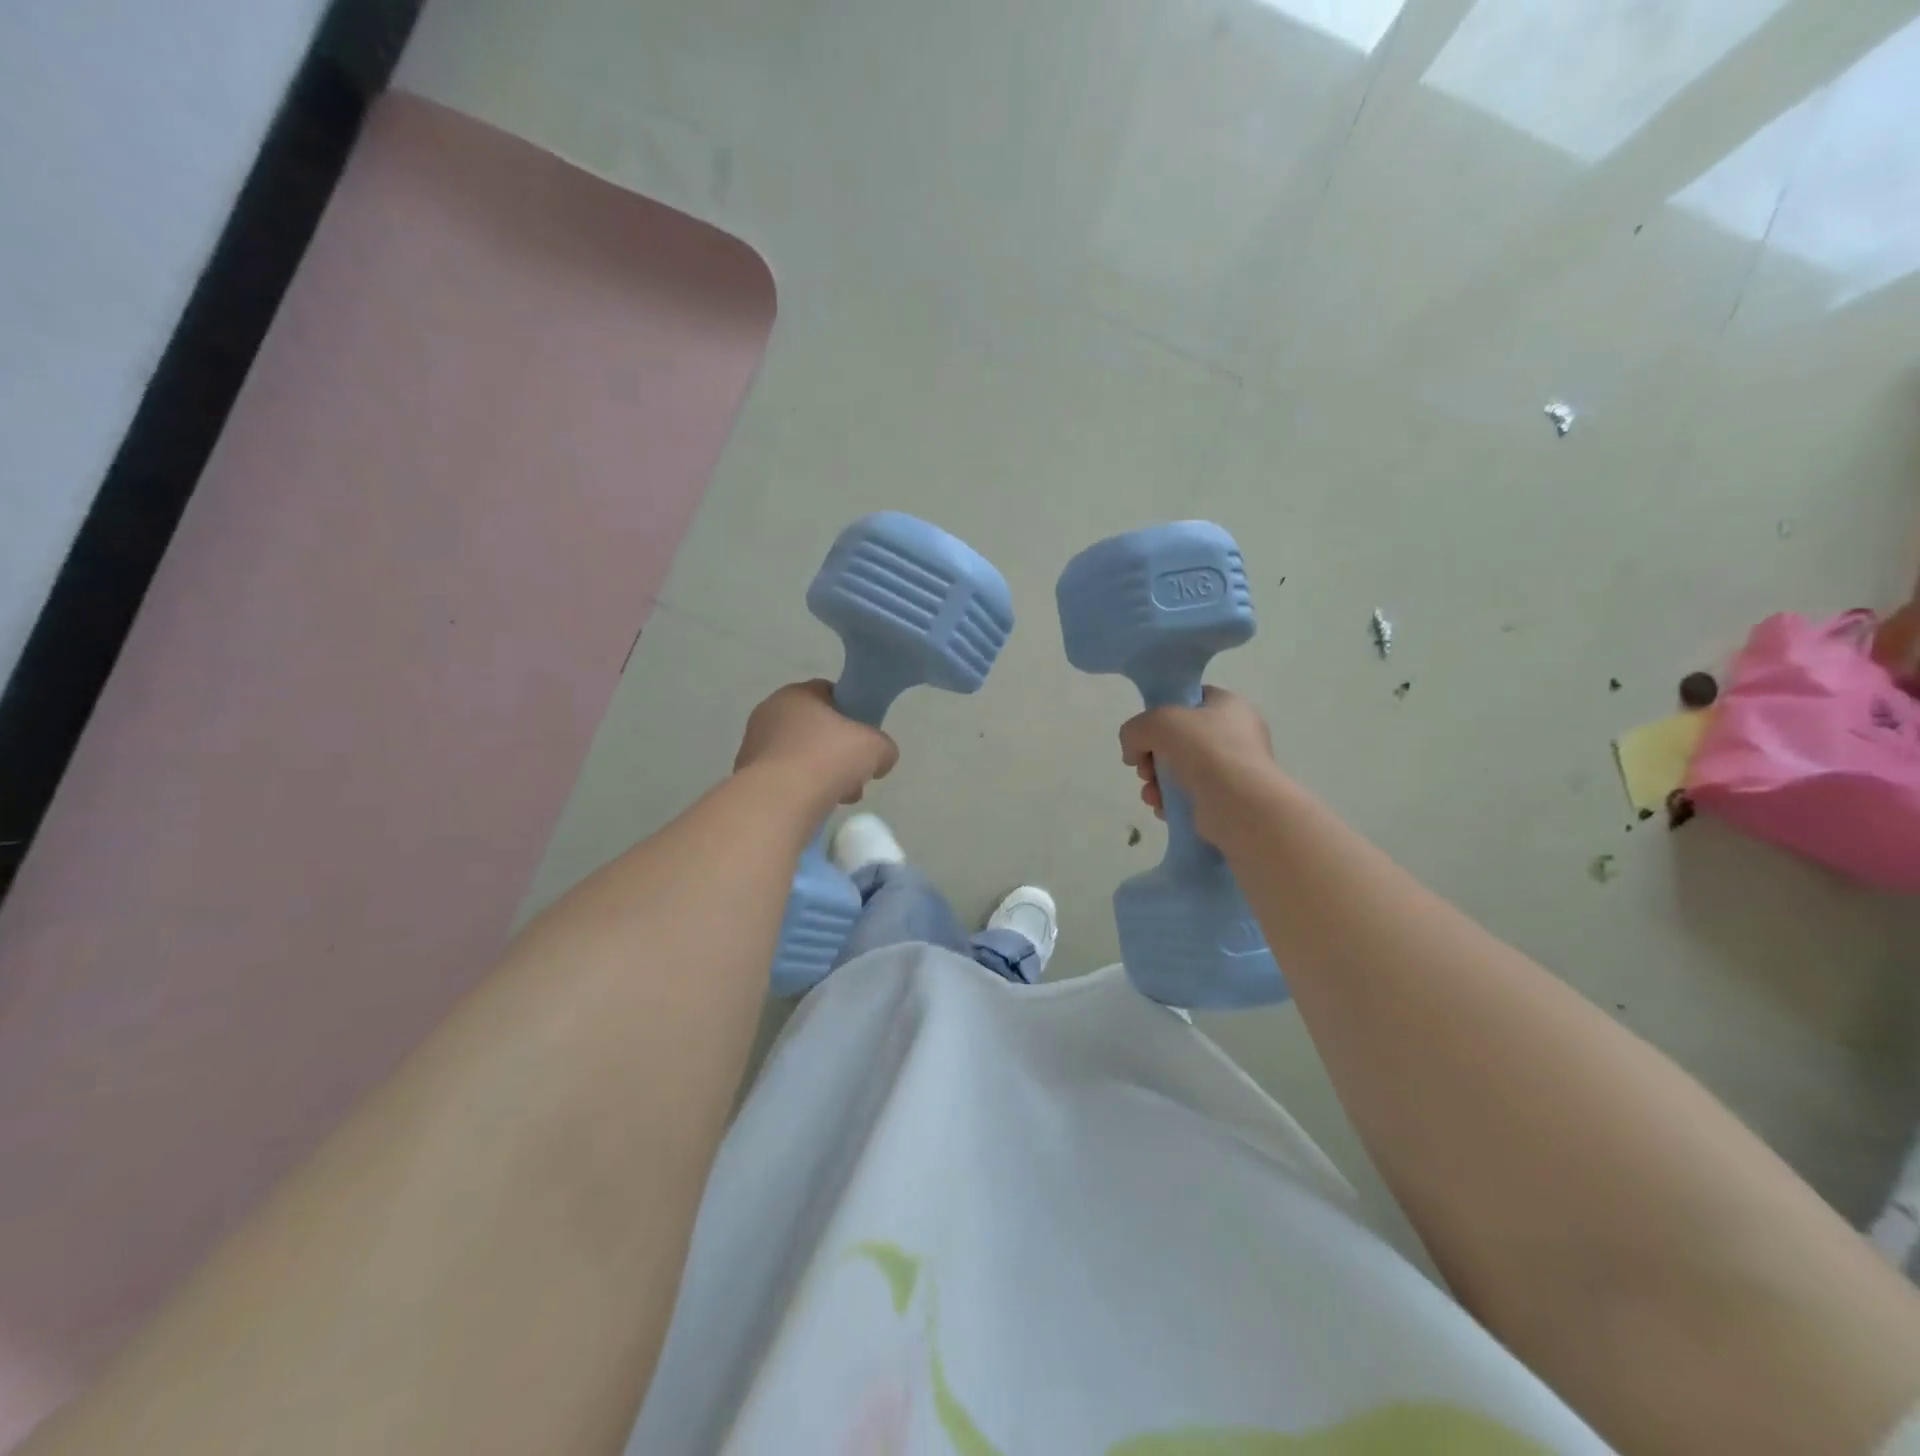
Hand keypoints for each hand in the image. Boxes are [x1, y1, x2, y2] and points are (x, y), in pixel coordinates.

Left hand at [735, 681, 898, 812]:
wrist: (780, 800)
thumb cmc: (828, 758)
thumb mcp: (875, 747)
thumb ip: (884, 746)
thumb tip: (881, 758)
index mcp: (795, 694)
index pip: (828, 693)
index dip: (851, 713)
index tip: (864, 737)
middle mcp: (769, 713)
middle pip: (814, 729)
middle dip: (838, 751)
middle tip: (855, 773)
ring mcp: (753, 746)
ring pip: (800, 756)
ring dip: (821, 774)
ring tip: (840, 796)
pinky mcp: (747, 777)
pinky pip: (784, 778)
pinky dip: (801, 790)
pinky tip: (815, 806)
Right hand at [1119, 687, 1276, 841]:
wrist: (1238, 804)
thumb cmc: (1203, 750)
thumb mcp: (1157, 723)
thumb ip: (1134, 730)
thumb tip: (1133, 754)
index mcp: (1229, 706)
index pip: (1190, 701)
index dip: (1162, 713)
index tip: (1145, 732)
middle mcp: (1235, 735)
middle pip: (1179, 739)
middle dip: (1152, 756)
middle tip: (1144, 768)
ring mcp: (1233, 769)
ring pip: (1180, 770)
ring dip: (1156, 782)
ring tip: (1151, 794)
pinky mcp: (1228, 799)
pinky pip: (1190, 795)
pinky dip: (1171, 801)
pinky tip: (1162, 808)